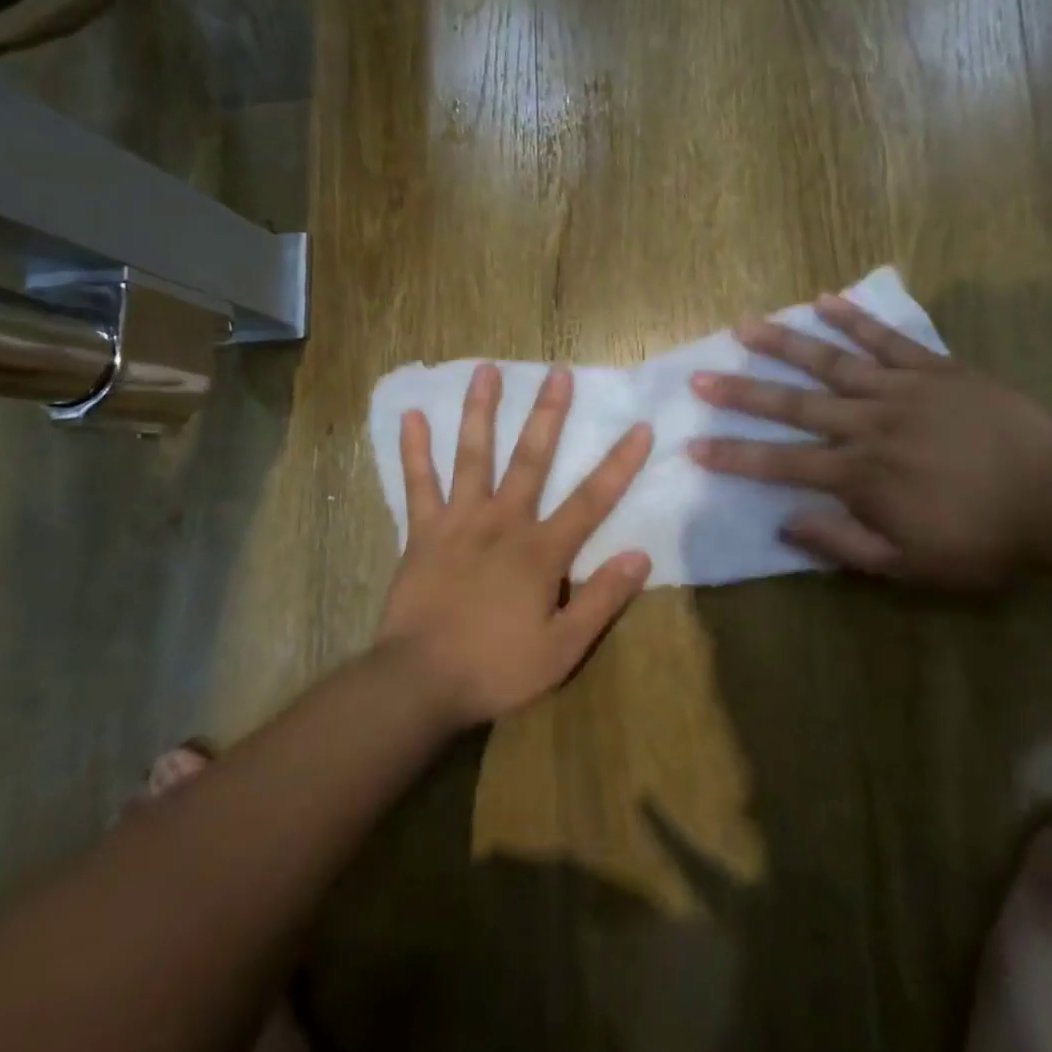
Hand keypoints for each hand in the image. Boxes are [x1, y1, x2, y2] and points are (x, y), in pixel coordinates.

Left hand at [377, 363, 654, 727]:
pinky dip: (414, 449)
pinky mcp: (423, 531)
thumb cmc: (496, 668)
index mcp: (540, 551)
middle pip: (531, 459)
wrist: (419, 682)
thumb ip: (601, 600)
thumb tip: (639, 556)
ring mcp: (459, 521)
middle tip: (558, 372)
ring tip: (487, 370)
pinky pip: (418, 483)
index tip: (641, 427)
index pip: (591, 500)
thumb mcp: (563, 649)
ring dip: (481, 411)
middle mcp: (503, 522)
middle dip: (548, 414)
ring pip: (472, 455)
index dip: (619, 463)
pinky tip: (411, 416)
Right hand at [687, 295, 1051, 590]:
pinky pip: (888, 339)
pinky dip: (856, 318)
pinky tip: (824, 299)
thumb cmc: (981, 539)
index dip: (734, 456)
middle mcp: (869, 425)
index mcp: (860, 476)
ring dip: (784, 344)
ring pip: (831, 362)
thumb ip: (843, 543)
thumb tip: (784, 522)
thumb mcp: (910, 564)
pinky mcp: (934, 369)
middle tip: (700, 377)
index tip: (693, 445)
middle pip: (794, 406)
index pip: (781, 464)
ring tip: (745, 325)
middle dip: (742, 394)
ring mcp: (901, 391)